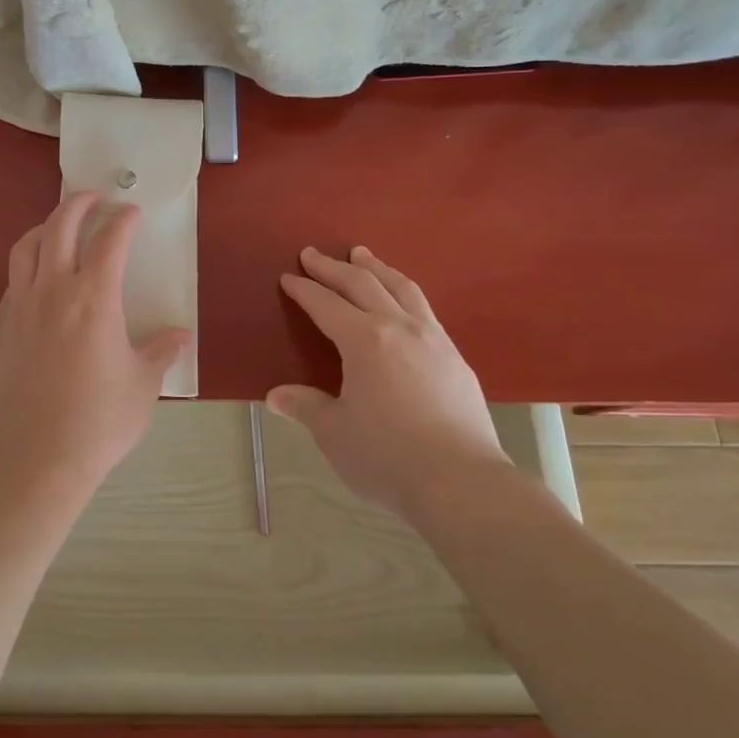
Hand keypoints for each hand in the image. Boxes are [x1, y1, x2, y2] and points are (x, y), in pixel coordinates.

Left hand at [0, 191, 192, 498]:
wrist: (36, 458)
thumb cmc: (99, 421)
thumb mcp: (143, 386)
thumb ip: (161, 352)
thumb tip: (180, 336)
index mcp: (94, 298)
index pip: (110, 240)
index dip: (124, 220)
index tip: (133, 213)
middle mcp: (54, 290)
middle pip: (60, 226)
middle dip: (80, 203)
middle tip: (95, 198)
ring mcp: (21, 306)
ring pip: (27, 246)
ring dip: (46, 227)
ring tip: (61, 227)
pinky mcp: (1, 327)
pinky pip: (13, 280)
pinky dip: (29, 264)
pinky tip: (40, 280)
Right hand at [270, 246, 508, 521]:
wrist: (462, 483)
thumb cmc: (388, 457)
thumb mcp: (335, 434)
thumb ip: (307, 407)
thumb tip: (276, 396)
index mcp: (364, 340)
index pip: (326, 304)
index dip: (304, 290)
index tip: (289, 277)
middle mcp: (398, 327)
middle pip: (362, 284)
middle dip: (333, 267)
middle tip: (313, 254)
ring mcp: (432, 339)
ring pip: (401, 287)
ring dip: (376, 268)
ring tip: (363, 255)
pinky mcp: (455, 357)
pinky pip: (424, 308)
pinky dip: (404, 292)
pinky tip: (403, 302)